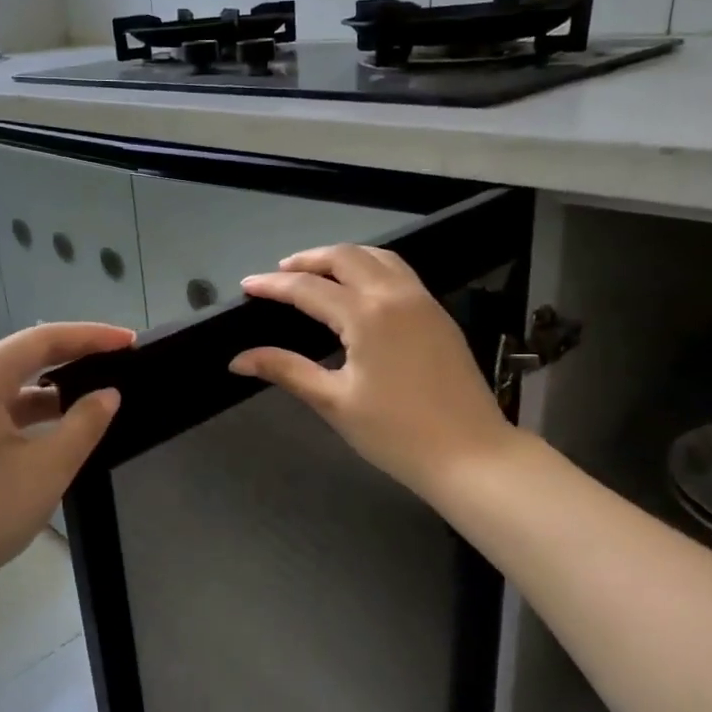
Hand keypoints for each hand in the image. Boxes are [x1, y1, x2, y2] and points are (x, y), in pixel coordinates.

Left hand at [0, 322, 130, 606]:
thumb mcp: (44, 470)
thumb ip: (83, 425)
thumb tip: (107, 394)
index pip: (43, 339)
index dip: (91, 336)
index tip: (130, 341)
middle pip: (23, 358)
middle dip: (73, 359)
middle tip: (118, 365)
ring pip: (8, 388)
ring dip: (51, 392)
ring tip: (94, 399)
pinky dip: (28, 415)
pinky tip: (54, 432)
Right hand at [231, 245, 513, 500]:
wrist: (472, 454)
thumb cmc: (396, 433)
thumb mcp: (334, 401)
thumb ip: (286, 370)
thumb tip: (239, 359)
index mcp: (366, 315)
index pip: (308, 288)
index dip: (273, 285)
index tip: (247, 285)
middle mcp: (395, 295)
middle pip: (345, 257)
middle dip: (308, 260)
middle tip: (280, 274)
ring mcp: (423, 301)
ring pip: (378, 257)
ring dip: (342, 258)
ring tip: (317, 273)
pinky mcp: (438, 314)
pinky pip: (399, 272)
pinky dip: (370, 267)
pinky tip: (359, 289)